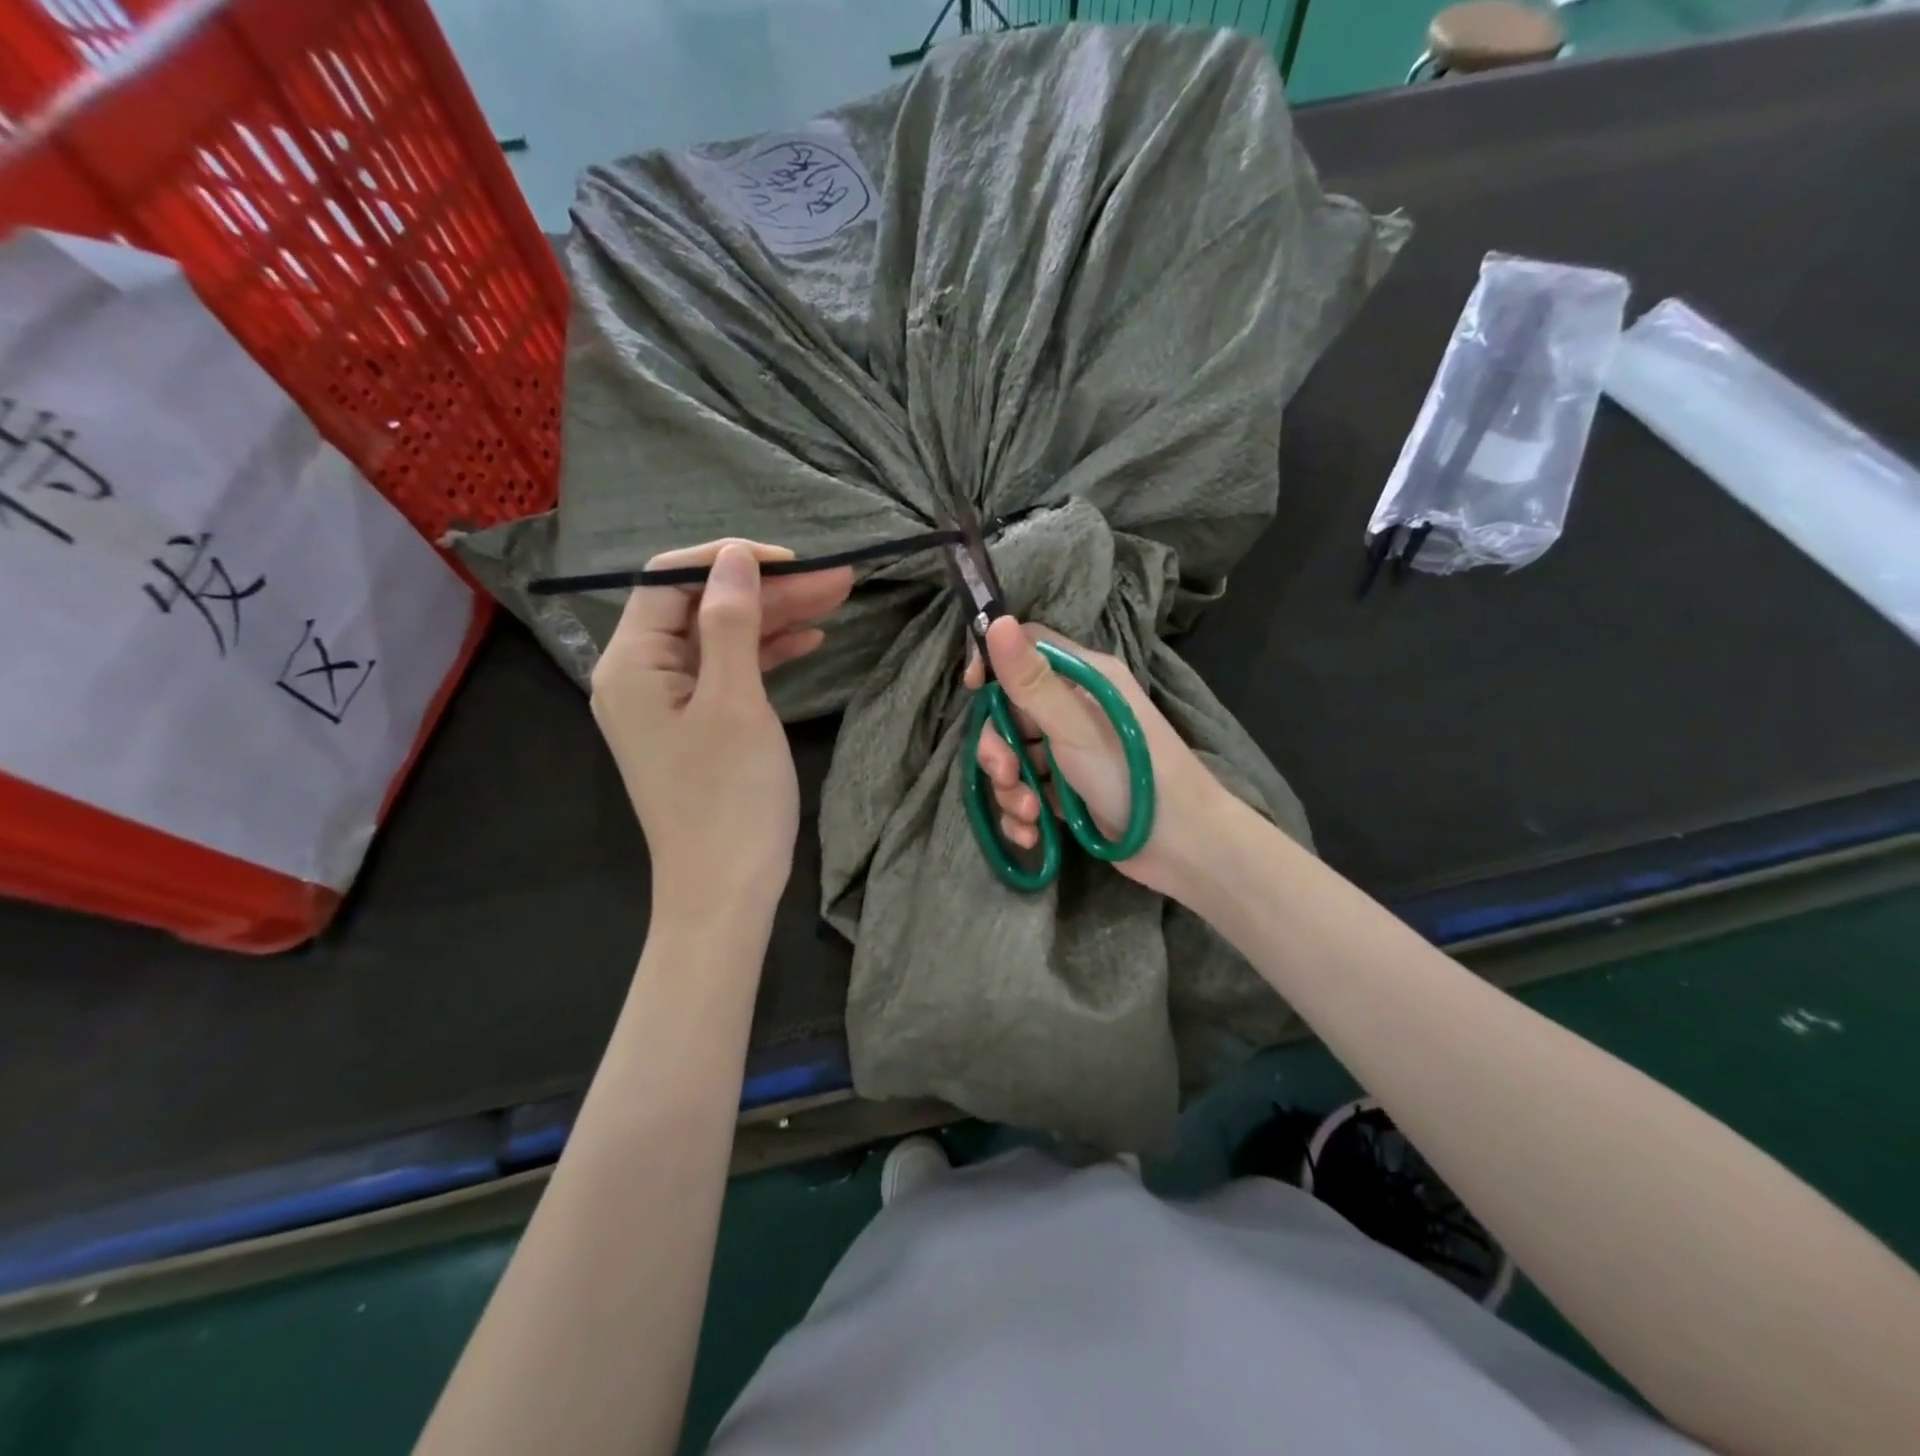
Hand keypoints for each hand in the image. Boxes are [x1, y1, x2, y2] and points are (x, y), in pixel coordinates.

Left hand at [592, 540, 852, 923]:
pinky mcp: (696, 725)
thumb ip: (730, 622)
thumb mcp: (734, 701)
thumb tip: (734, 557)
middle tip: (837, 579)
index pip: (670, 580)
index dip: (729, 560)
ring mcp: (669, 702)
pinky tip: (812, 640)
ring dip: (776, 619)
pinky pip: (729, 673)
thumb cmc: (728, 797)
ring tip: (837, 599)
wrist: (725, 889)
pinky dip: (767, 655)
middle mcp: (641, 675)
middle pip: (702, 607)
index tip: (792, 560)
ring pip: (722, 639)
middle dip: (768, 590)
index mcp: (632, 663)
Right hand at [964, 617, 1228, 901]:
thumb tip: (997, 619)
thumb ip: (1031, 679)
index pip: (1027, 647)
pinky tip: (1032, 834)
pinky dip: (1024, 813)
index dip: (994, 663)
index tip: (973, 689)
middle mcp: (1077, 707)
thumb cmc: (1132, 774)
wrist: (1184, 846)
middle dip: (999, 748)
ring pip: (1017, 757)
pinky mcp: (1071, 790)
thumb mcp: (1074, 726)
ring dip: (1011, 789)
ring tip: (1029, 814)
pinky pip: (1031, 791)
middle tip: (1006, 775)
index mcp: (1085, 677)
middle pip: (1011, 711)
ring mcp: (1073, 751)